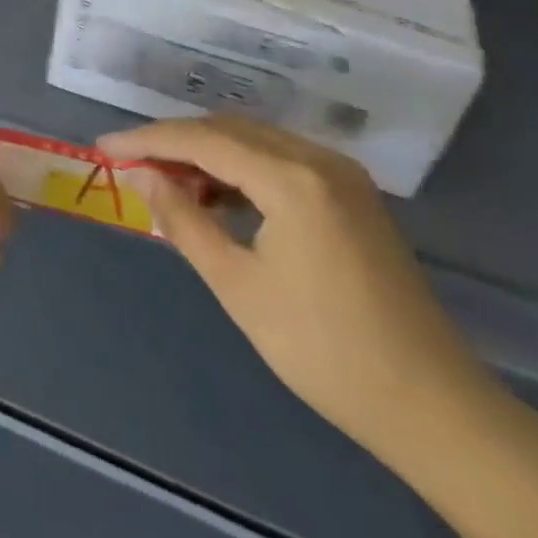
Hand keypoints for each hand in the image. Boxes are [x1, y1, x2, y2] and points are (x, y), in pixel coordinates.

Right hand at [99, 117, 488, 455]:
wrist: (435, 409)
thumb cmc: (324, 349)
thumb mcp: (237, 284)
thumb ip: (183, 219)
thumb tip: (142, 177)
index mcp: (292, 179)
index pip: (201, 139)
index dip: (146, 140)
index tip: (103, 148)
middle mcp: (318, 160)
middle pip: (226, 129)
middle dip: (172, 141)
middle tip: (128, 162)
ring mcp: (341, 175)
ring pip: (252, 140)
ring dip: (204, 152)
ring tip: (164, 180)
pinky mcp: (351, 195)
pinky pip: (278, 159)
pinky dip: (238, 167)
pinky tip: (216, 194)